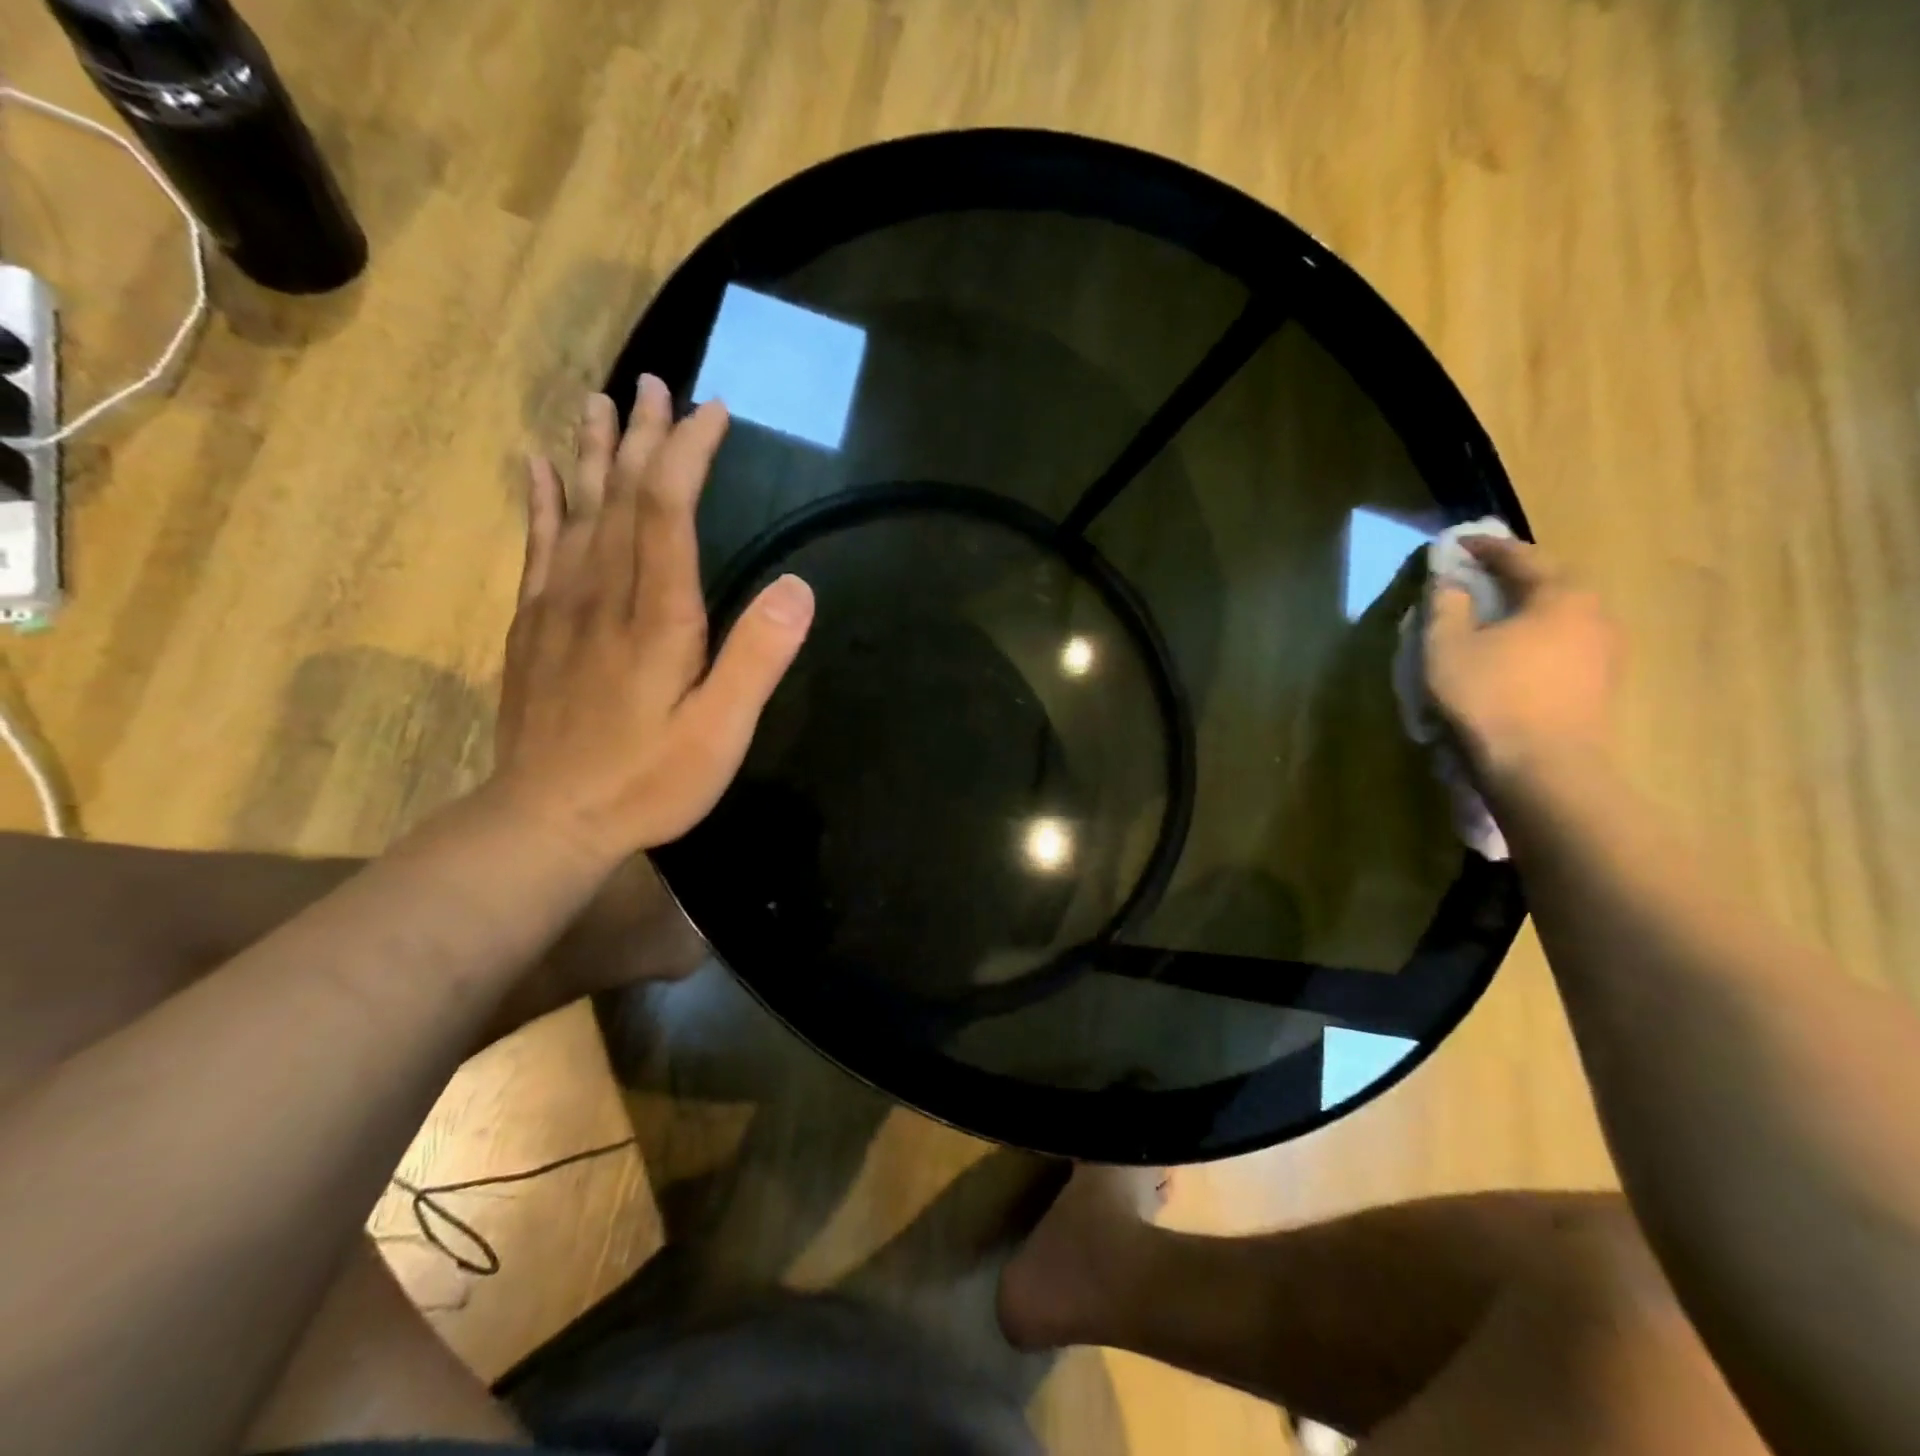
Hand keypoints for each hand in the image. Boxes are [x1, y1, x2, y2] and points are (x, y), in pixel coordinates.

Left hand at [492, 378, 814, 861]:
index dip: (690, 453)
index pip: (669, 508)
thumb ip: (757, 658)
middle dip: (645, 437)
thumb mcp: (720, 733)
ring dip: (594, 453)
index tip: (713, 412)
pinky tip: (538, 468)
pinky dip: (541, 501)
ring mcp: (560, 607)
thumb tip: (798, 587)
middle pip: (622, 495)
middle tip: (657, 385)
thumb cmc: (646, 781)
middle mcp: (603, 594)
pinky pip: (537, 546)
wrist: (546, 821)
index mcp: (657, 615)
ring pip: (578, 510)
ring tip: (599, 402)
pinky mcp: (534, 627)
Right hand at [1424, 536, 1619, 787]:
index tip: (1459, 544)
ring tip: (1493, 621)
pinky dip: (1536, 642)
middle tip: (1477, 581)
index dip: (1486, 548)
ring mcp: (1605, 653)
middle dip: (1512, 579)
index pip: (1520, 557)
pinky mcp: (1600, 686)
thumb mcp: (1446, 647)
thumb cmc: (1489, 698)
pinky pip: (1563, 647)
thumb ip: (1445, 605)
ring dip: (1526, 613)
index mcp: (1559, 595)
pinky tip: (1513, 658)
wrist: (1542, 769)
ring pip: (1559, 618)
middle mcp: (1594, 615)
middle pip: (1549, 584)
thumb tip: (1448, 579)